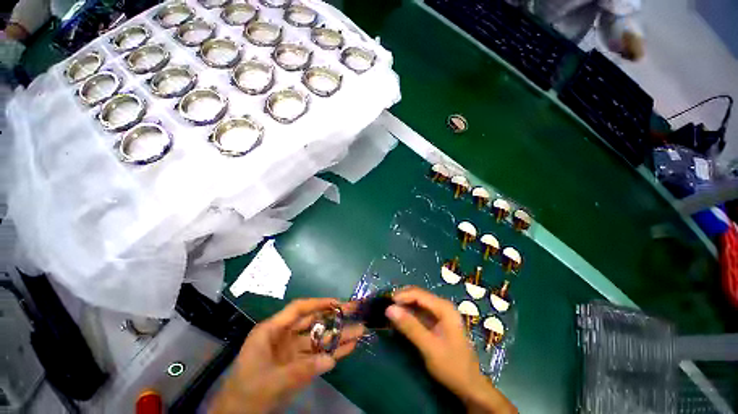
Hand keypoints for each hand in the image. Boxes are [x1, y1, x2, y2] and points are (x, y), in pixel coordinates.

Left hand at [210, 298, 364, 413]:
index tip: (338, 302)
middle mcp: (284, 336)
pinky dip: (333, 352)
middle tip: (355, 311)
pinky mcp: (298, 364)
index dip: (319, 303)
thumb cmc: (247, 393)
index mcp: (272, 331)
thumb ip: (301, 370)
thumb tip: (330, 360)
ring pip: (318, 339)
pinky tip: (349, 348)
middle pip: (313, 321)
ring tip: (360, 331)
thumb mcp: (271, 382)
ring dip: (339, 336)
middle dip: (334, 317)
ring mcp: (292, 350)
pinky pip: (318, 355)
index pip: (299, 309)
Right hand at [386, 287, 516, 413]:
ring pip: (417, 303)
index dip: (401, 296)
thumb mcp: (429, 347)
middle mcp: (442, 306)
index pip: (418, 293)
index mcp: (444, 307)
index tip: (386, 303)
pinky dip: (408, 314)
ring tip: (389, 313)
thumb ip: (410, 326)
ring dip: (403, 306)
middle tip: (385, 307)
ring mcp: (440, 313)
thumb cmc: (451, 366)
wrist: (469, 386)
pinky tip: (399, 320)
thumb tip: (389, 308)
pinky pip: (419, 312)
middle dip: (401, 299)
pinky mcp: (437, 322)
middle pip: (417, 295)